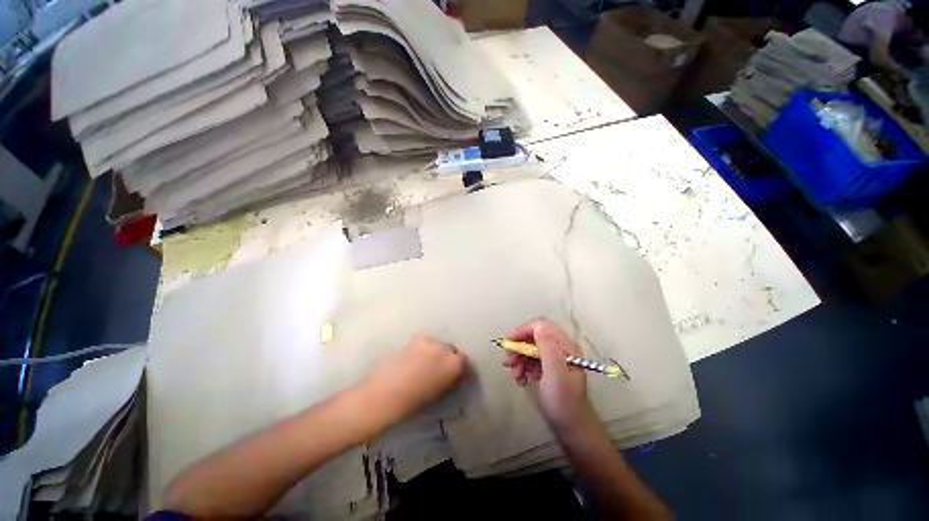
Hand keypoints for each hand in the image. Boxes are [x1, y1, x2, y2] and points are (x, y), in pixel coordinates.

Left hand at [367, 337, 467, 421]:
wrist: (388, 393)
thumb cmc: (416, 401)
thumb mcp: (440, 393)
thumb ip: (450, 380)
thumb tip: (453, 375)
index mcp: (455, 364)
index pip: (464, 360)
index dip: (459, 367)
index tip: (454, 374)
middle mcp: (446, 349)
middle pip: (451, 349)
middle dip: (447, 357)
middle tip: (438, 369)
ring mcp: (431, 342)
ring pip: (437, 345)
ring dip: (434, 352)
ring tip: (423, 364)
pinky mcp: (416, 339)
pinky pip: (425, 343)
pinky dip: (422, 350)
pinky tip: (413, 360)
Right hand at [502, 319, 593, 432]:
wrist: (570, 427)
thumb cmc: (563, 401)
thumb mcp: (555, 373)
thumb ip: (547, 347)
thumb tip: (538, 326)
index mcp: (565, 346)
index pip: (542, 326)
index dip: (524, 330)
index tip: (510, 342)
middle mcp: (560, 349)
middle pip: (533, 337)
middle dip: (519, 347)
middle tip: (508, 361)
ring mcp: (554, 359)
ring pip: (529, 349)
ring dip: (518, 359)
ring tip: (514, 375)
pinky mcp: (547, 368)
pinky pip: (530, 360)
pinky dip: (522, 367)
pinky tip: (520, 380)